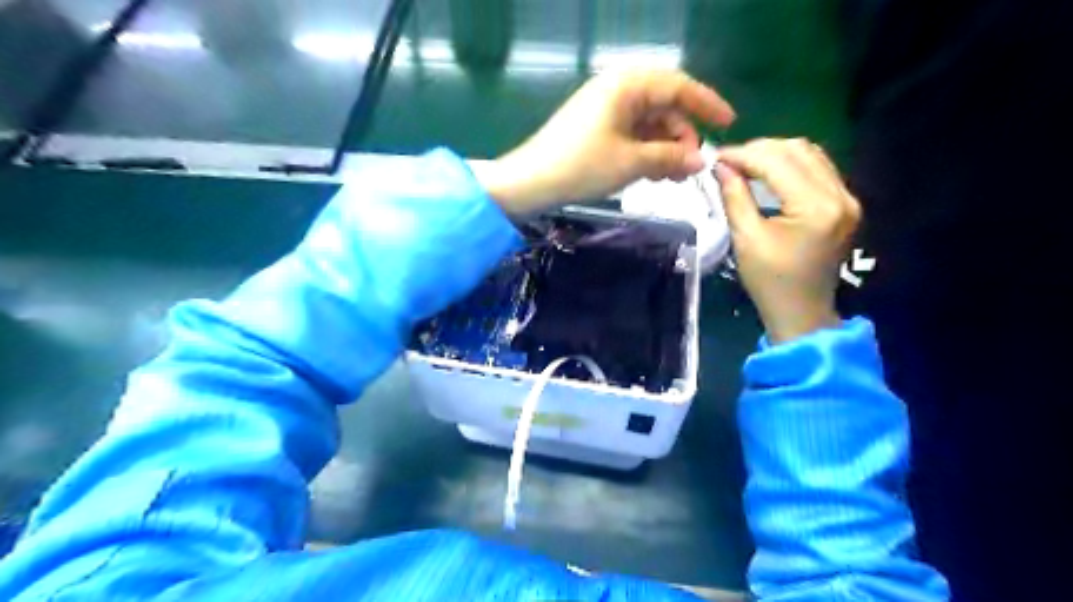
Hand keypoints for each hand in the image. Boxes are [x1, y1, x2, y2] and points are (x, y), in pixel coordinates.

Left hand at [473, 68, 732, 212]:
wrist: (530, 183)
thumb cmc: (581, 167)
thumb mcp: (631, 163)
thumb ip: (670, 158)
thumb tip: (700, 161)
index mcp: (627, 85)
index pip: (678, 86)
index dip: (706, 105)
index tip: (729, 124)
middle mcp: (617, 90)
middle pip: (664, 107)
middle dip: (682, 138)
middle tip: (691, 170)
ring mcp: (605, 110)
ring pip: (648, 124)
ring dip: (664, 150)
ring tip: (671, 179)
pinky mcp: (596, 129)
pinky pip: (631, 135)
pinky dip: (645, 153)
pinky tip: (651, 176)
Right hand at [715, 136, 859, 343]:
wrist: (802, 312)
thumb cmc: (770, 282)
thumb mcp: (746, 239)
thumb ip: (735, 197)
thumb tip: (720, 166)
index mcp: (815, 207)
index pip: (777, 162)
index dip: (743, 154)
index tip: (715, 157)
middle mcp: (840, 195)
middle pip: (797, 150)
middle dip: (758, 149)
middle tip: (728, 161)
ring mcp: (847, 198)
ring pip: (810, 154)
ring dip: (775, 153)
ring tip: (745, 164)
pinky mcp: (845, 203)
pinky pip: (818, 169)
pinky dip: (790, 164)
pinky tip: (768, 173)